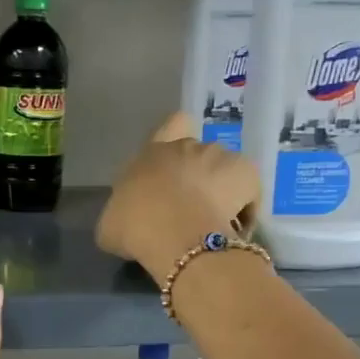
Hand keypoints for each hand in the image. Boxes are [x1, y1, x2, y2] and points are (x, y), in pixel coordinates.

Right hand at [96, 113, 259, 278]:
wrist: (174, 233)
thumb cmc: (134, 226)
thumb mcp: (111, 225)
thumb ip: (121, 214)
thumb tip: (126, 221)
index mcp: (152, 154)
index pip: (172, 124)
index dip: (178, 137)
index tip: (175, 166)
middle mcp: (187, 147)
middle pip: (198, 154)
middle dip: (197, 176)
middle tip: (190, 209)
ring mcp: (219, 156)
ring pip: (225, 172)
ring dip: (221, 192)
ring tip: (214, 224)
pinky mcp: (246, 173)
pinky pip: (248, 191)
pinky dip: (244, 208)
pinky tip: (233, 232)